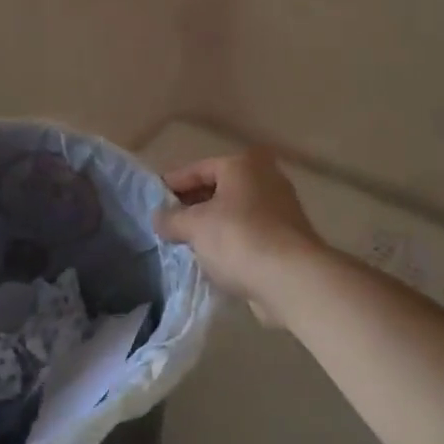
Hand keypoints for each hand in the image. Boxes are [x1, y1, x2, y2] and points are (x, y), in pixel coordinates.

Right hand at [155, 150, 328, 312]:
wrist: (291, 278)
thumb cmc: (239, 238)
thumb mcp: (195, 226)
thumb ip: (172, 218)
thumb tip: (158, 217)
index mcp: (244, 165)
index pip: (199, 168)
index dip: (173, 184)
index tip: (152, 200)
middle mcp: (266, 178)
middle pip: (219, 189)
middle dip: (192, 206)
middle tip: (167, 224)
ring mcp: (281, 209)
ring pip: (235, 213)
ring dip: (212, 226)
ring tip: (185, 244)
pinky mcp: (287, 238)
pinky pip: (248, 235)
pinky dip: (230, 243)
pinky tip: (212, 259)